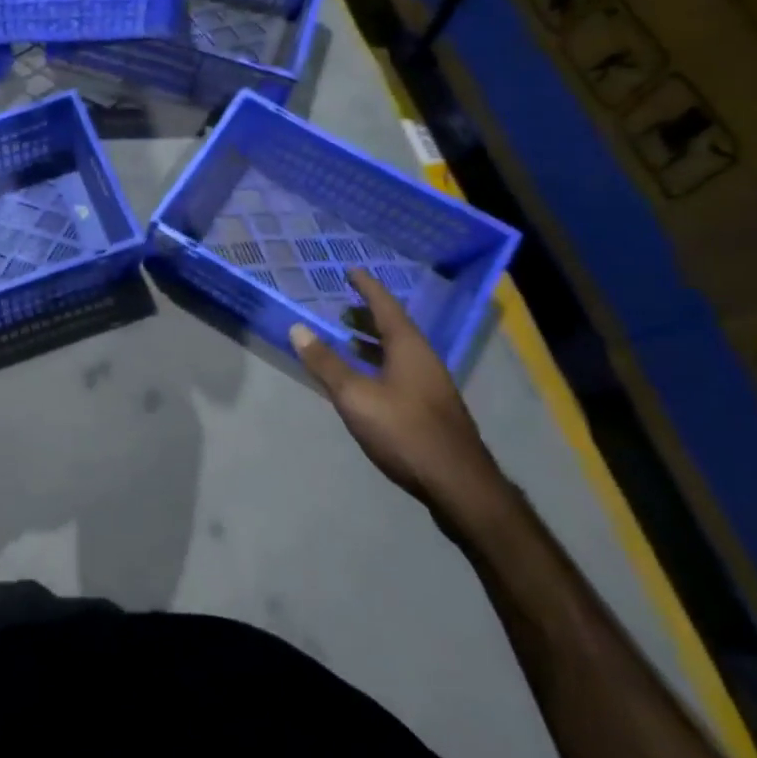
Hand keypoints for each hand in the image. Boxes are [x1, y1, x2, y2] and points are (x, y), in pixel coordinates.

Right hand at [289, 269, 508, 523]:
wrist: (459, 486)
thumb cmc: (404, 431)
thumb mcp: (355, 396)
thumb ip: (326, 363)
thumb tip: (297, 328)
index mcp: (409, 348)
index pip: (386, 307)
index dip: (367, 288)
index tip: (352, 271)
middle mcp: (424, 360)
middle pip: (394, 328)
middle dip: (368, 316)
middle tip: (343, 307)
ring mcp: (432, 386)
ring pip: (399, 352)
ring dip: (374, 342)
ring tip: (348, 340)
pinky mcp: (432, 410)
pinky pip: (401, 371)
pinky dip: (380, 364)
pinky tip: (367, 380)